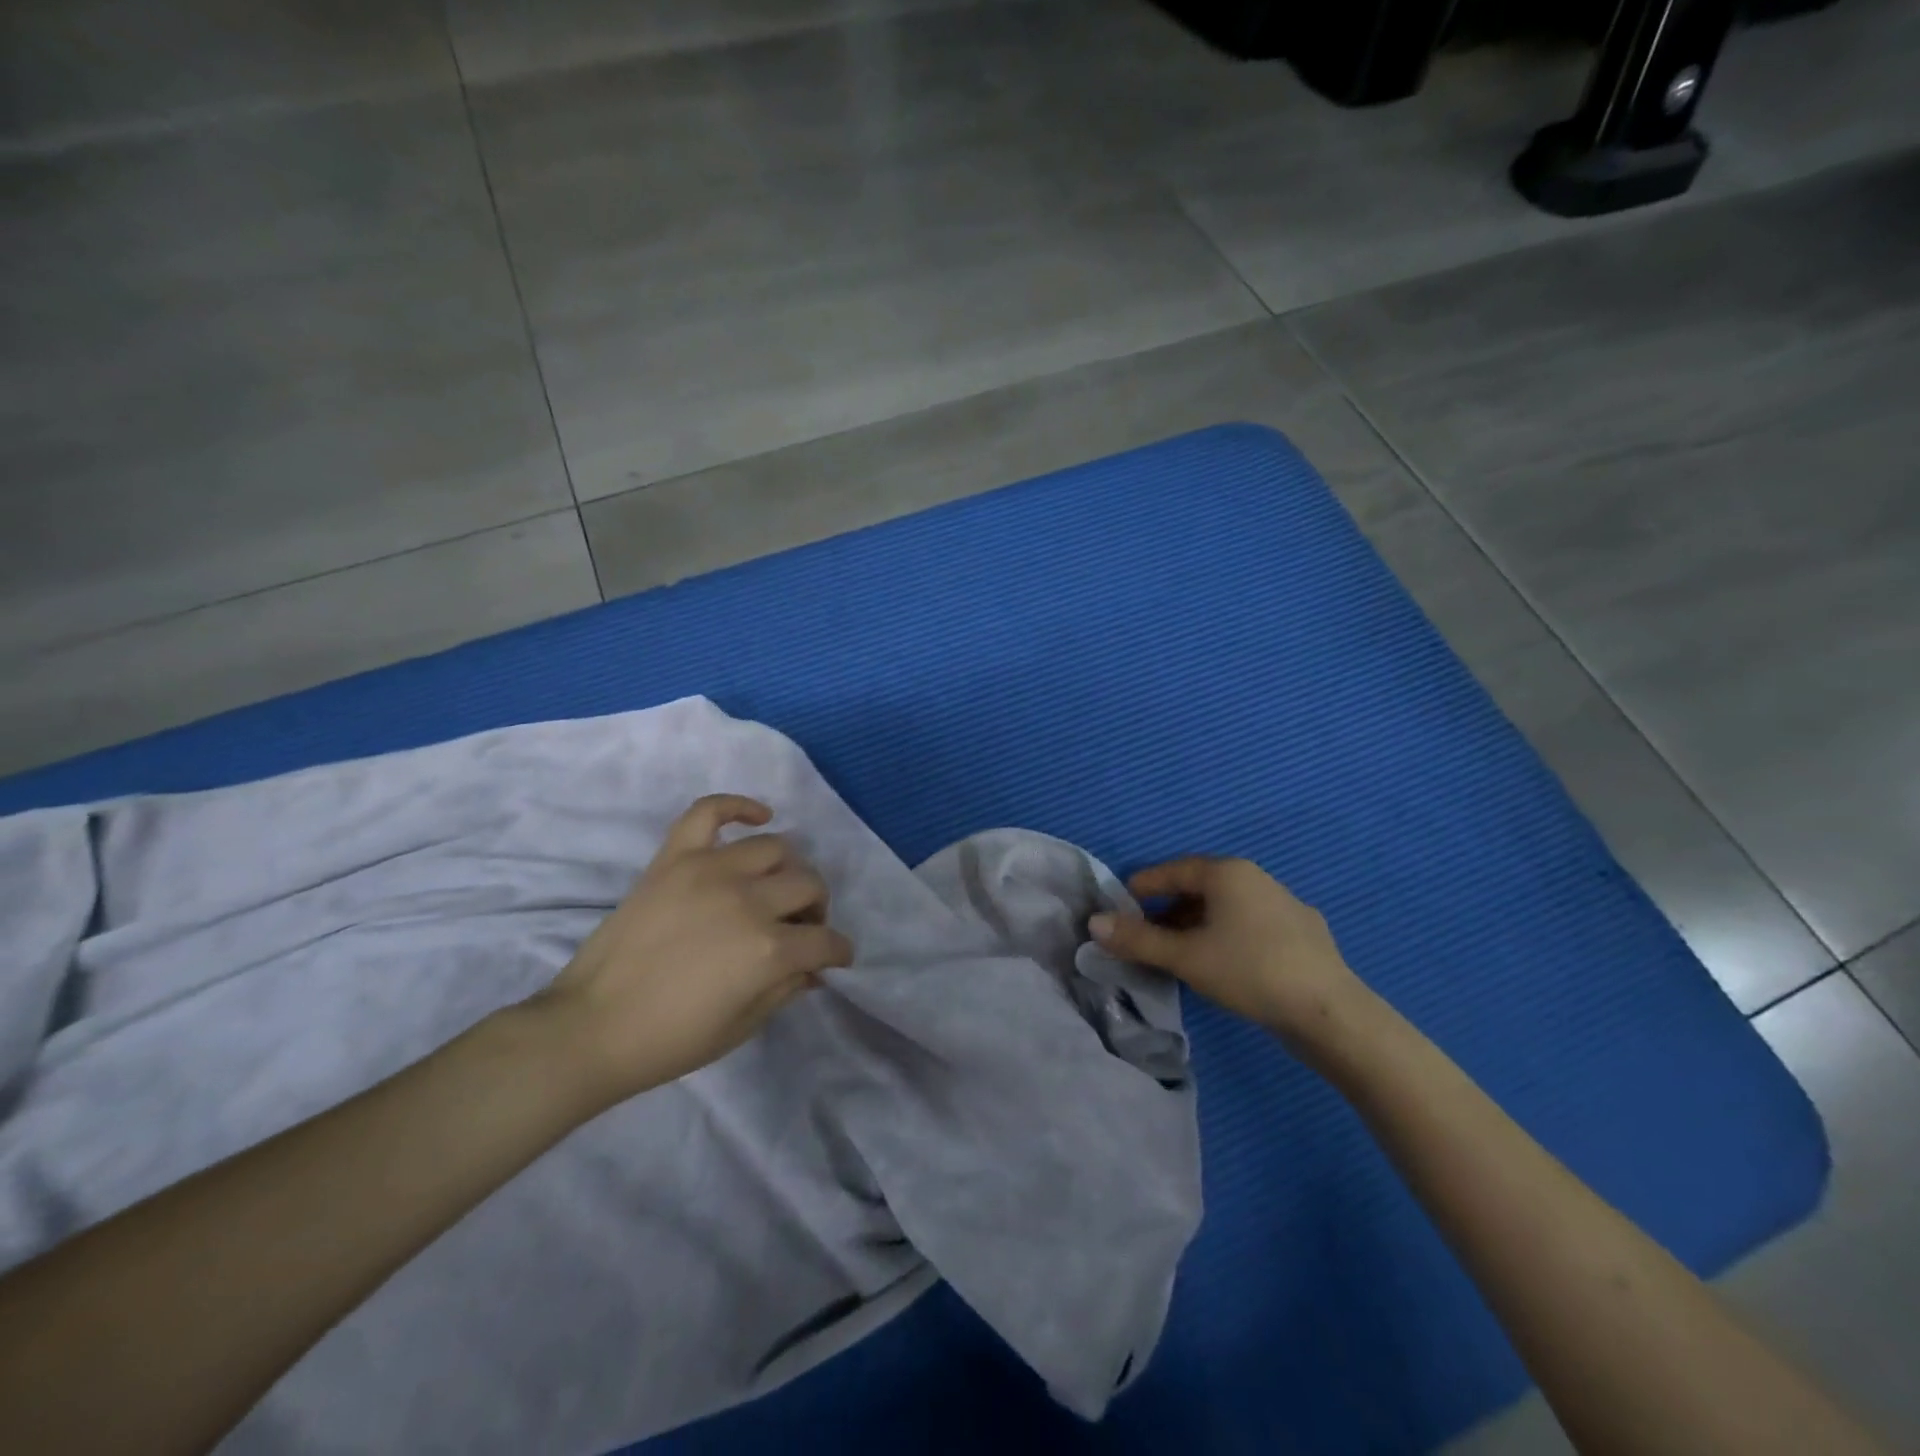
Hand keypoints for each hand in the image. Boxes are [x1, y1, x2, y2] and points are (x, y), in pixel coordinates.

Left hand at [534, 795, 852, 1106]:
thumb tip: (815, 969)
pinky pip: (711, 811)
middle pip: (808, 885)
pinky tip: (759, 817)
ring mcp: (710, 871)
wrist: (591, 1028)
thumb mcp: (742, 1027)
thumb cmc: (670, 1039)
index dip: (837, 952)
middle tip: (802, 927)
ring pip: (775, 848)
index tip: (835, 958)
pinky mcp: (675, 858)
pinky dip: (738, 806)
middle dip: (817, 909)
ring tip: (776, 888)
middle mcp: (748, 900)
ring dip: (788, 869)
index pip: (825, 941)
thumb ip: (787, 989)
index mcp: (768, 950)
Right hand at [1090, 856, 1369, 1055]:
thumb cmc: (1249, 971)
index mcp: (1228, 873)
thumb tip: (1094, 923)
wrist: (1330, 1013)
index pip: (1172, 870)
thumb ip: (1137, 939)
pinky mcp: (1303, 933)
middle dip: (1167, 911)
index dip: (1141, 888)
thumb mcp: (1185, 957)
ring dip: (1196, 926)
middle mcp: (1256, 878)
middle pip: (1199, 888)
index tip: (1121, 908)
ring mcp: (1284, 904)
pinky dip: (1226, 937)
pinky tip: (1225, 966)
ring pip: (1226, 908)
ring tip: (1180, 955)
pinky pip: (1250, 925)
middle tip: (1146, 937)